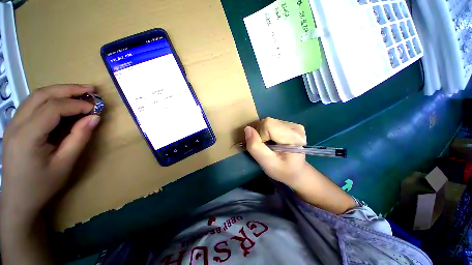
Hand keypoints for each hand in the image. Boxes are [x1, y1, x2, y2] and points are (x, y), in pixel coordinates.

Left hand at [1, 84, 100, 224]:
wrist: (18, 199)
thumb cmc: (42, 185)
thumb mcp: (65, 164)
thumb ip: (79, 138)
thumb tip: (94, 117)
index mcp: (26, 137)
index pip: (52, 109)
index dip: (76, 104)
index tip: (96, 108)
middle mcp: (16, 124)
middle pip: (41, 95)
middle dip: (68, 89)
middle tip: (91, 89)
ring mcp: (13, 123)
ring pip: (36, 96)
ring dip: (59, 91)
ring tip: (80, 92)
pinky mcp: (15, 125)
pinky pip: (33, 104)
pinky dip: (51, 99)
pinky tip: (63, 103)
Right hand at [244, 117, 307, 186]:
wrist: (295, 171)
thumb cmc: (282, 170)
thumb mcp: (266, 163)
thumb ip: (255, 147)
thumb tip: (247, 129)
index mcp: (293, 137)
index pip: (268, 125)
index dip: (260, 135)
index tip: (264, 147)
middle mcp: (295, 127)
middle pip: (267, 122)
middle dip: (261, 134)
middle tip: (266, 147)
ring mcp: (293, 124)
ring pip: (268, 122)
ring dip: (264, 133)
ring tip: (270, 145)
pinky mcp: (289, 125)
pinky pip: (271, 124)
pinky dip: (267, 132)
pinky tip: (273, 140)